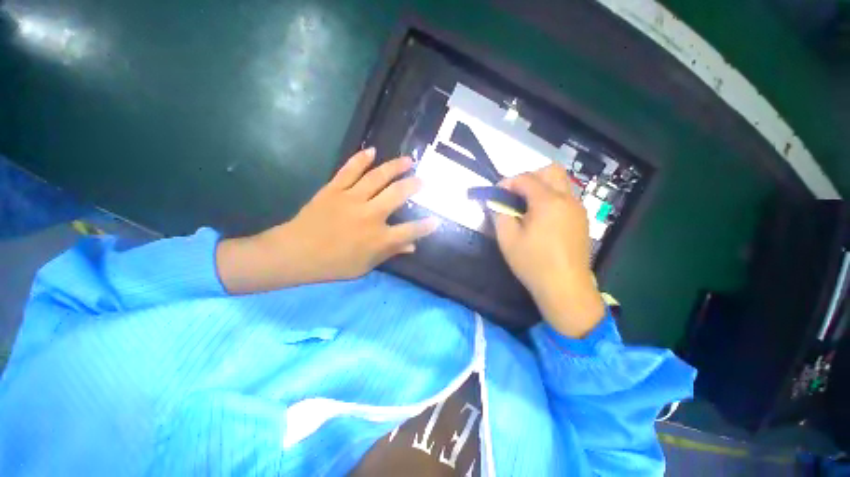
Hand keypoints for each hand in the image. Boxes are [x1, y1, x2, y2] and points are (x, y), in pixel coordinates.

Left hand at [217, 148, 438, 293]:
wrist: (295, 253)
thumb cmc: (333, 264)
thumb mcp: (365, 265)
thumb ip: (390, 253)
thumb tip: (412, 247)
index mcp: (378, 238)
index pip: (410, 231)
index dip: (425, 226)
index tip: (436, 221)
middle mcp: (369, 215)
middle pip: (398, 195)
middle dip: (414, 186)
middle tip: (423, 181)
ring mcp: (351, 199)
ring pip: (378, 177)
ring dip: (395, 167)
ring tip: (408, 160)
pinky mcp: (334, 189)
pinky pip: (349, 170)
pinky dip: (360, 159)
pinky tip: (372, 151)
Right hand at [493, 164, 604, 337]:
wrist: (565, 288)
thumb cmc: (533, 263)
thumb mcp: (507, 239)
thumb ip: (499, 214)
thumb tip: (496, 203)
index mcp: (548, 202)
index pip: (526, 178)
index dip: (507, 182)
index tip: (496, 193)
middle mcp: (567, 199)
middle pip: (551, 171)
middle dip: (529, 177)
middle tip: (514, 195)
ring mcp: (578, 209)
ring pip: (560, 183)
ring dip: (540, 187)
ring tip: (525, 207)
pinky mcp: (582, 220)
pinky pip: (565, 198)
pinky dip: (550, 198)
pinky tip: (540, 219)